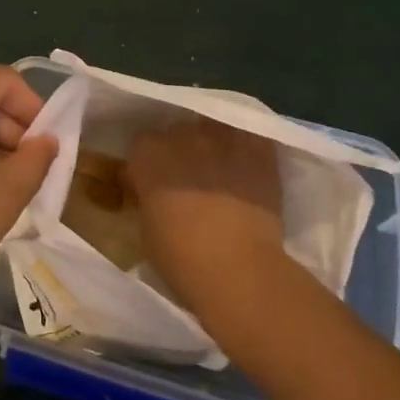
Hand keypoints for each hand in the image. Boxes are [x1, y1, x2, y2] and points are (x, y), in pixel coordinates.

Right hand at [127, 117, 284, 320]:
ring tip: (220, 168)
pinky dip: (247, 145)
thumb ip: (147, 199)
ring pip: (213, 128)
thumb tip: (153, 195)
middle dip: (180, 151)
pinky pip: (250, 134)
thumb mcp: (145, 228)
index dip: (149, 163)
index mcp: (148, 154)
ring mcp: (221, 138)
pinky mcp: (256, 149)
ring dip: (212, 143)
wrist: (238, 270)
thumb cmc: (181, 259)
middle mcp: (182, 136)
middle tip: (188, 179)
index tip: (153, 183)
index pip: (142, 144)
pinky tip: (248, 162)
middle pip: (177, 132)